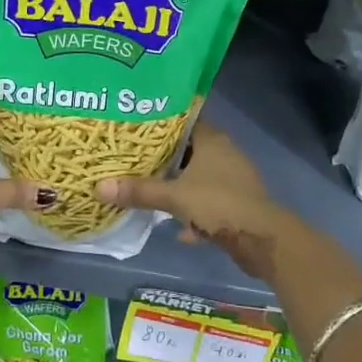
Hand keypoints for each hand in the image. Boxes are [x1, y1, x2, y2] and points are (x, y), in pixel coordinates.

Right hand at [95, 125, 302, 280]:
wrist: (263, 241)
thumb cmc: (219, 204)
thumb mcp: (174, 196)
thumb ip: (138, 191)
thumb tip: (98, 187)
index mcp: (212, 140)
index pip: (183, 120)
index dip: (160, 122)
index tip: (136, 125)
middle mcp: (224, 154)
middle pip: (189, 150)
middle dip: (164, 157)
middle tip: (134, 158)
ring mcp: (233, 180)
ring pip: (198, 177)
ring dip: (179, 185)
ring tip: (150, 189)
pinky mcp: (237, 205)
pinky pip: (208, 203)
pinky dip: (193, 212)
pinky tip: (177, 229)